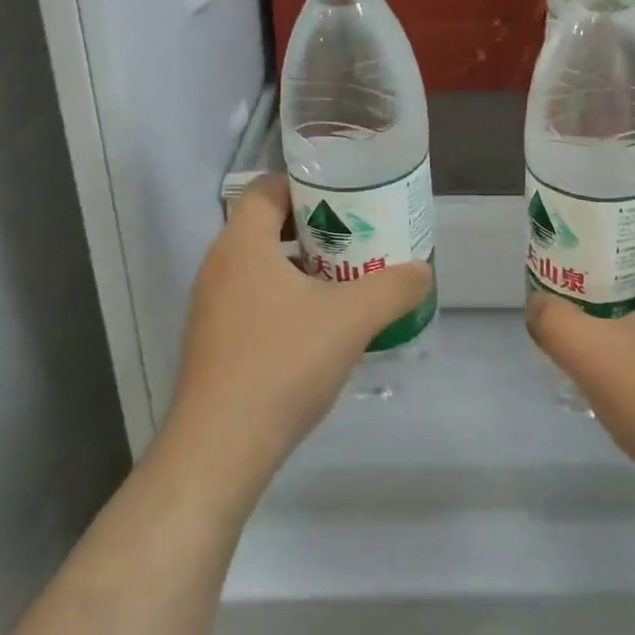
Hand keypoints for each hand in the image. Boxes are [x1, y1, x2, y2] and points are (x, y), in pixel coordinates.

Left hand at [160, 175, 430, 508]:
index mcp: (242, 245)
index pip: (267, 189)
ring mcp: (211, 308)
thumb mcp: (352, 318)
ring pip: (261, 266)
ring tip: (346, 278)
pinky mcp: (215, 342)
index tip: (345, 197)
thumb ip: (394, 287)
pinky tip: (321, 325)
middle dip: (314, 227)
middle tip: (356, 236)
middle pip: (266, 226)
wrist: (220, 450)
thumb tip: (422, 270)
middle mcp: (219, 267)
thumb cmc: (282, 363)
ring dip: (302, 265)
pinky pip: (254, 299)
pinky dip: (287, 298)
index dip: (306, 184)